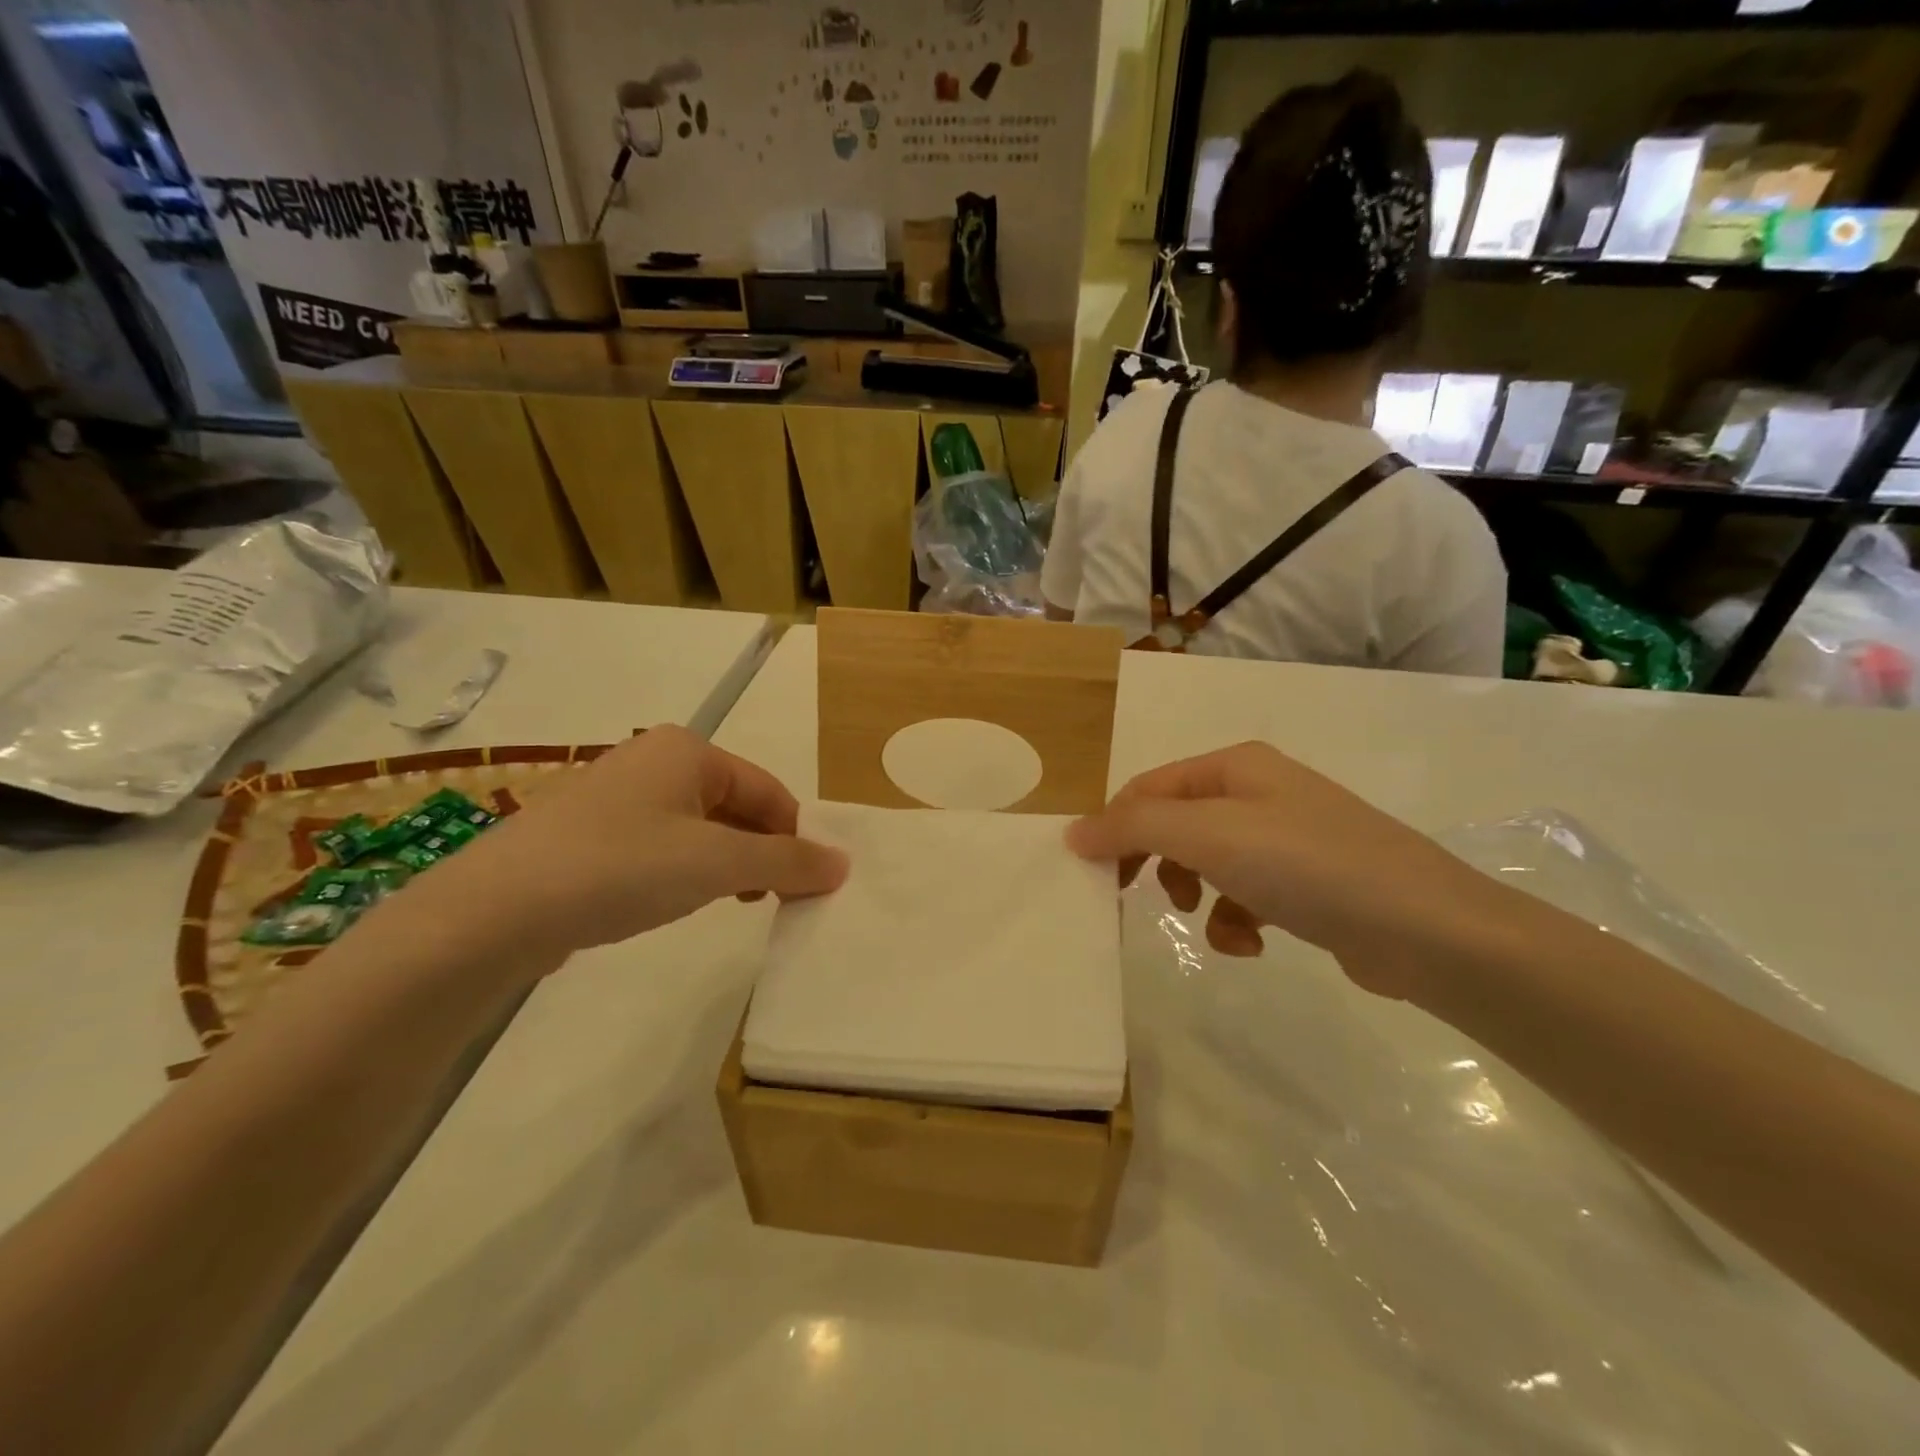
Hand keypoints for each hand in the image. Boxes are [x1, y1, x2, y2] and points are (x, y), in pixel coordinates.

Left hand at [412, 726, 846, 958]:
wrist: (494, 911)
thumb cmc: (621, 868)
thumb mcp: (717, 864)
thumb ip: (786, 861)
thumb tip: (843, 864)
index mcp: (690, 750)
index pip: (771, 791)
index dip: (794, 838)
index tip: (805, 889)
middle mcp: (655, 760)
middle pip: (737, 805)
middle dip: (760, 851)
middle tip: (769, 901)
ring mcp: (619, 795)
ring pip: (700, 827)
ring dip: (726, 864)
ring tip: (727, 904)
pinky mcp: (591, 833)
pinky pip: (661, 844)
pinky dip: (684, 870)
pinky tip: (674, 901)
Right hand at [1066, 742, 1498, 1000]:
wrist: (1428, 931)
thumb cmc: (1308, 866)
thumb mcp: (1209, 836)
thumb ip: (1135, 828)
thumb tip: (1073, 832)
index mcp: (1235, 767)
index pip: (1149, 788)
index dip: (1116, 828)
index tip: (1095, 877)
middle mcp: (1260, 793)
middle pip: (1176, 825)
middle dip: (1156, 863)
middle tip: (1134, 898)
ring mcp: (1287, 839)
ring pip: (1207, 864)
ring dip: (1195, 896)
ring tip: (1207, 921)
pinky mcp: (1308, 886)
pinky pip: (1245, 896)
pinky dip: (1236, 921)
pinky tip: (1252, 944)